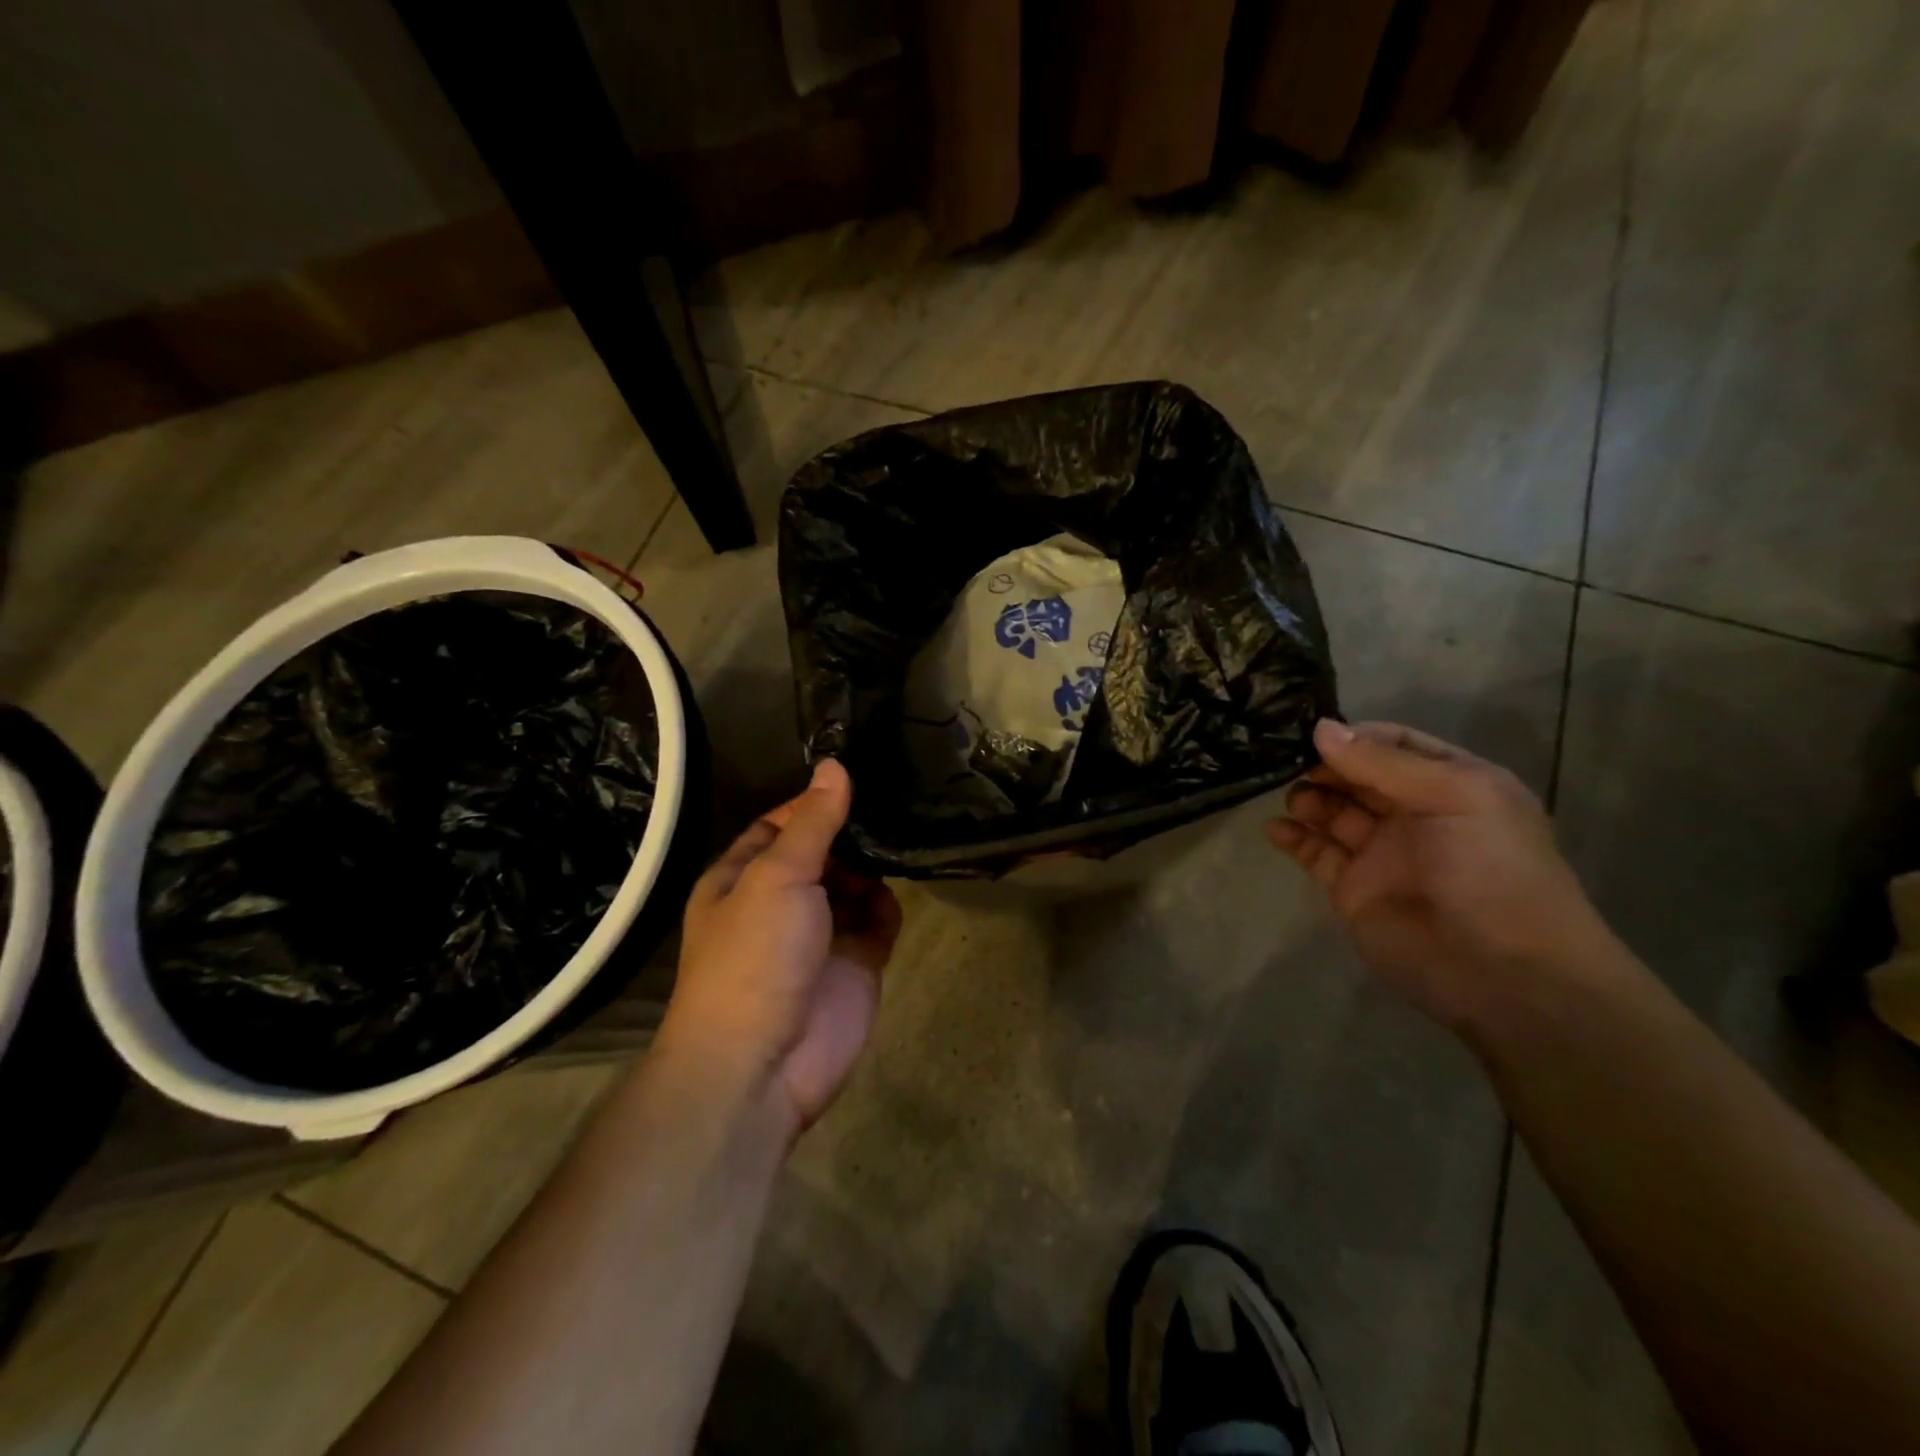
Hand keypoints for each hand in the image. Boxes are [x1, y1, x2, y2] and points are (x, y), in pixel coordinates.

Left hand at [660, 760, 901, 1133]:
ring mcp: (821, 932)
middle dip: (853, 831)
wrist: (761, 1066)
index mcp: (743, 876)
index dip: (814, 802)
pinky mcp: (856, 961)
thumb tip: (834, 766)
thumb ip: (812, 822)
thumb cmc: (754, 956)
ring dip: (875, 864)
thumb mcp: (777, 876)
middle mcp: (782, 899)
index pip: (781, 823)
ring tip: (906, 831)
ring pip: (856, 882)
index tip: (858, 776)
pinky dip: (888, 904)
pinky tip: (898, 886)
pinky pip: (879, 918)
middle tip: (896, 795)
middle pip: (824, 850)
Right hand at [1267, 719, 1621, 1032]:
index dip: (1354, 736)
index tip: (1313, 733)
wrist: (1506, 975)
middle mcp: (1414, 813)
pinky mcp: (1352, 888)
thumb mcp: (1456, 797)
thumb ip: (1384, 764)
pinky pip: (1315, 853)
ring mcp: (1380, 852)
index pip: (1393, 744)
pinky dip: (1293, 837)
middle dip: (1323, 765)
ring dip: (1308, 797)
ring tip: (1296, 800)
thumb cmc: (1494, 871)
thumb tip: (1320, 728)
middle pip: (1356, 775)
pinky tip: (1278, 829)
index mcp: (1451, 784)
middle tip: (1289, 761)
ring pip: (1332, 811)